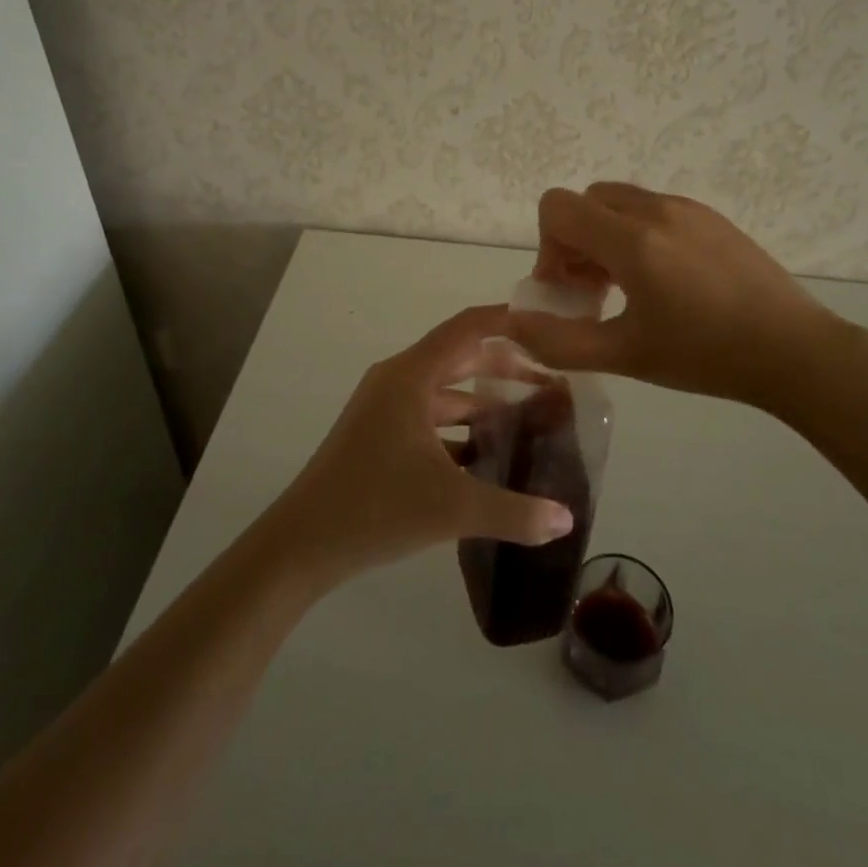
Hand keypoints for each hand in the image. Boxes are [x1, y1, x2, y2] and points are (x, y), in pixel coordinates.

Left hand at [267, 305, 576, 585]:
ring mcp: (384, 408)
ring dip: (484, 401)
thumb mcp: (452, 508)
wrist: (300, 546)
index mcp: (411, 376)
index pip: (467, 328)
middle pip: (459, 357)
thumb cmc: (375, 508)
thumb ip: (515, 513)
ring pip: (445, 392)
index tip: (547, 325)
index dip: (507, 320)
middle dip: (505, 365)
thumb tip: (567, 519)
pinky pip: (430, 418)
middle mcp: (397, 381)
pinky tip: (489, 455)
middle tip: (550, 379)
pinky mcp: (378, 435)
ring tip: (529, 417)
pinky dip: (460, 427)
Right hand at [509, 183, 852, 405]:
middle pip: (585, 201)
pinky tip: (667, 282)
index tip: (569, 289)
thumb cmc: (705, 355)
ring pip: (620, 202)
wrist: (795, 349)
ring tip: (629, 288)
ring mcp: (688, 208)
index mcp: (631, 239)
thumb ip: (560, 341)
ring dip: (606, 236)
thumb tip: (512, 325)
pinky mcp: (711, 216)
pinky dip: (638, 233)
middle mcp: (656, 209)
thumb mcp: (625, 356)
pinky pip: (654, 209)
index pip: (557, 206)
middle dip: (574, 242)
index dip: (548, 247)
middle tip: (595, 291)